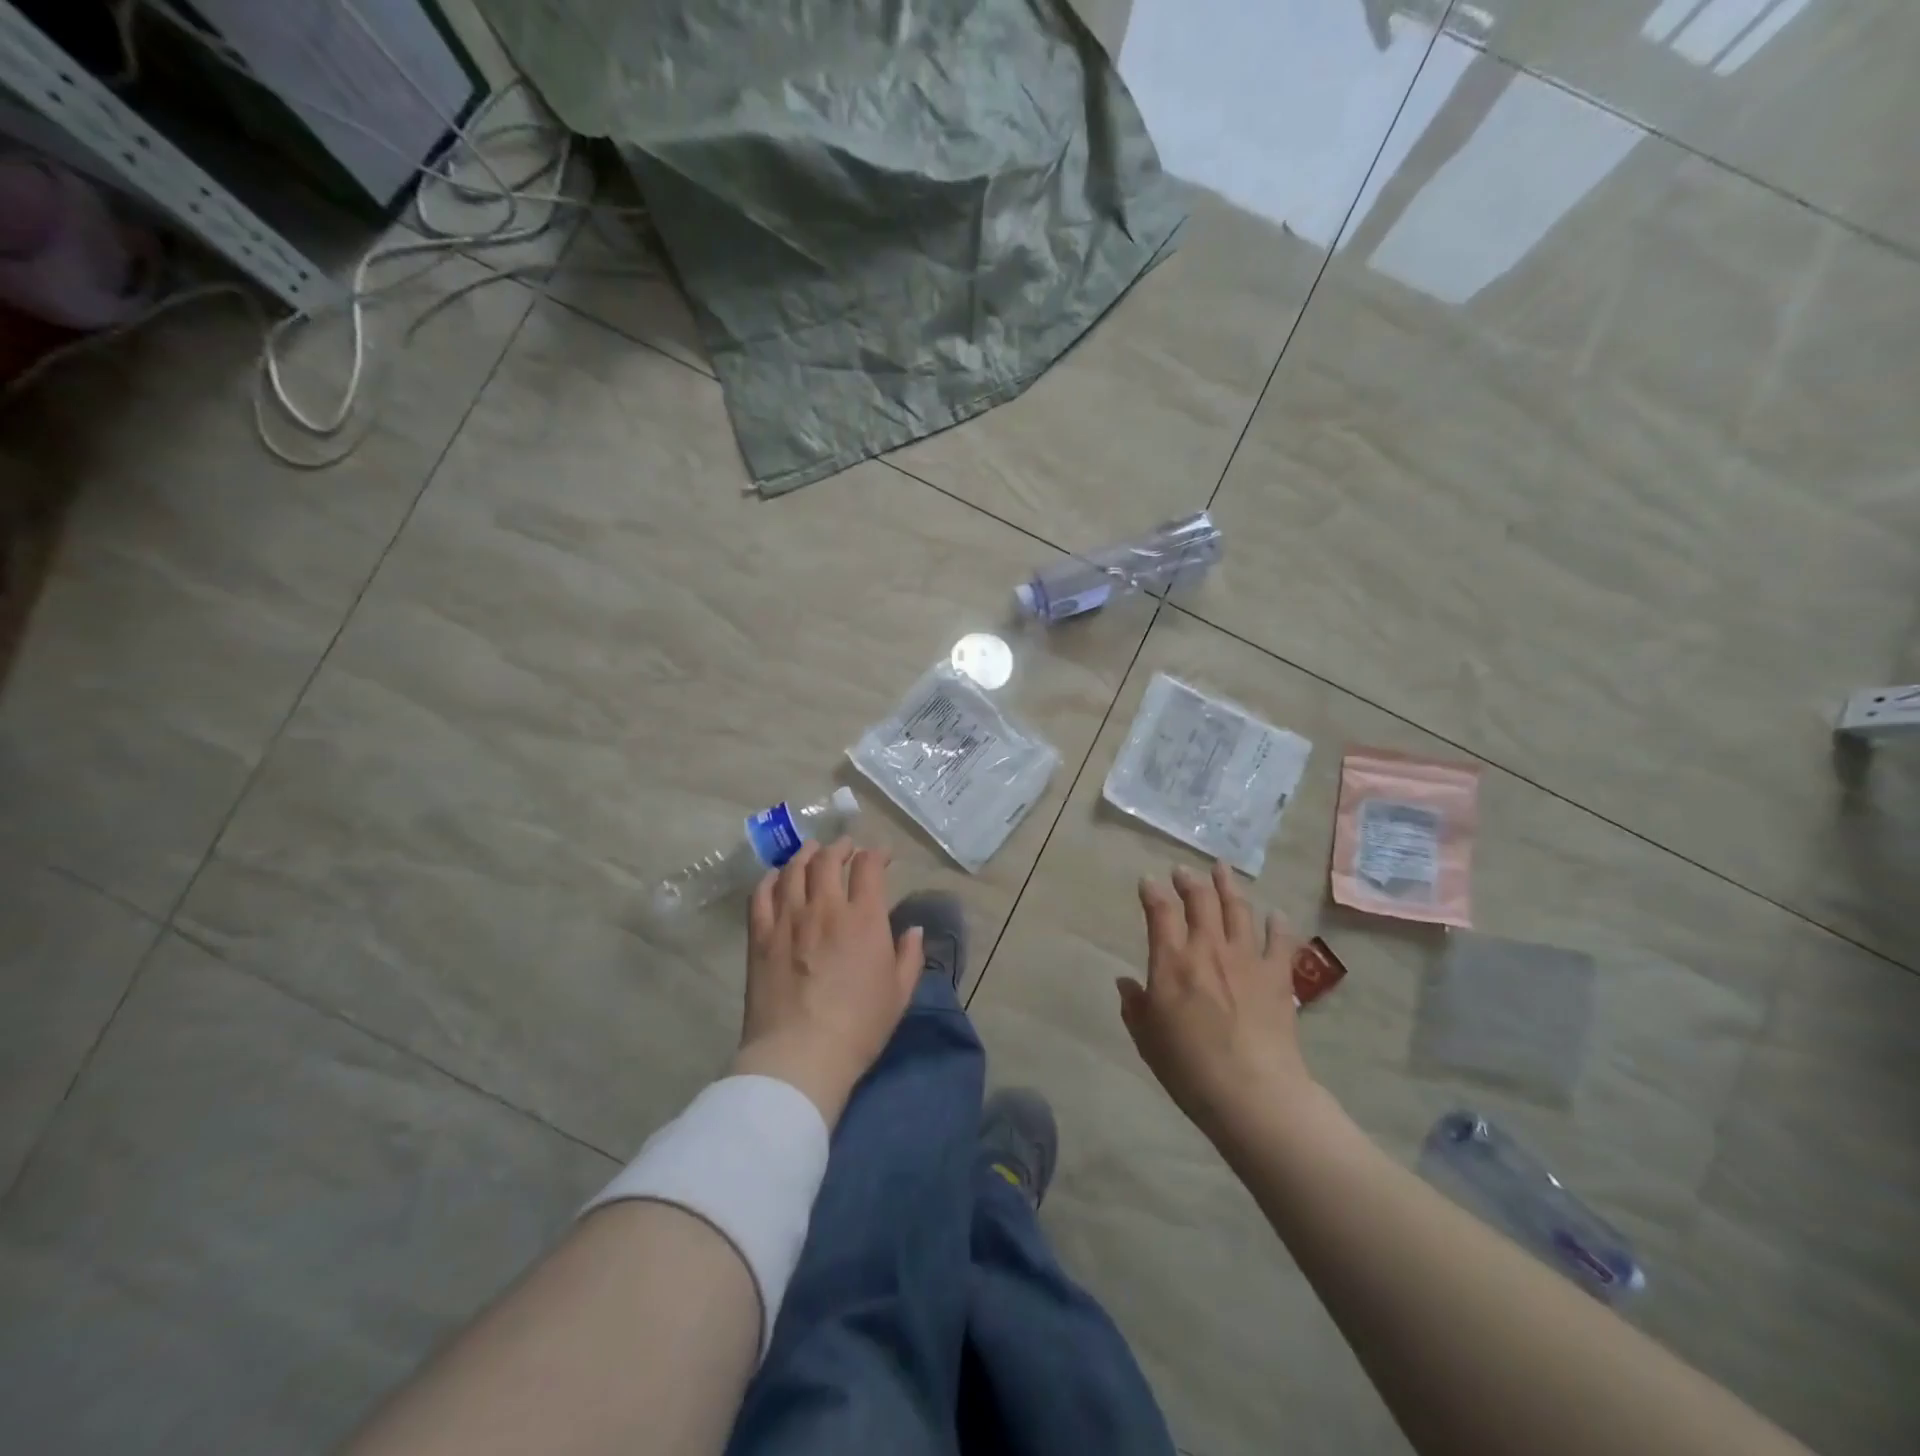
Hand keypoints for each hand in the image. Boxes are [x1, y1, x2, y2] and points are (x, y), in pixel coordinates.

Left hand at [733, 838, 922, 1125]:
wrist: (801, 1055)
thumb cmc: (859, 1026)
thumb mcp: (899, 993)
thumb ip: (909, 956)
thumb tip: (912, 929)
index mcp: (864, 918)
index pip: (869, 867)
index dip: (876, 854)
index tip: (881, 857)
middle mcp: (826, 907)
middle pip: (829, 859)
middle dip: (841, 847)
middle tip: (846, 848)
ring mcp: (788, 919)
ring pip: (794, 869)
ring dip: (806, 855)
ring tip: (812, 853)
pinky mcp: (760, 936)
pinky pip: (761, 894)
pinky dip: (770, 879)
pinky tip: (776, 877)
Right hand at [1117, 862, 1313, 1138]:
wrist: (1252, 1092)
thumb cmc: (1188, 1067)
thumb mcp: (1147, 1038)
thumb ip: (1135, 1006)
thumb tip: (1126, 983)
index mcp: (1172, 961)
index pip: (1160, 912)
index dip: (1152, 892)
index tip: (1148, 881)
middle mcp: (1208, 948)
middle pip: (1200, 900)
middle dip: (1189, 881)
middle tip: (1183, 871)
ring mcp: (1246, 958)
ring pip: (1238, 909)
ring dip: (1229, 886)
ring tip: (1222, 870)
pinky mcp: (1277, 975)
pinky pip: (1280, 940)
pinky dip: (1277, 924)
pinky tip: (1276, 914)